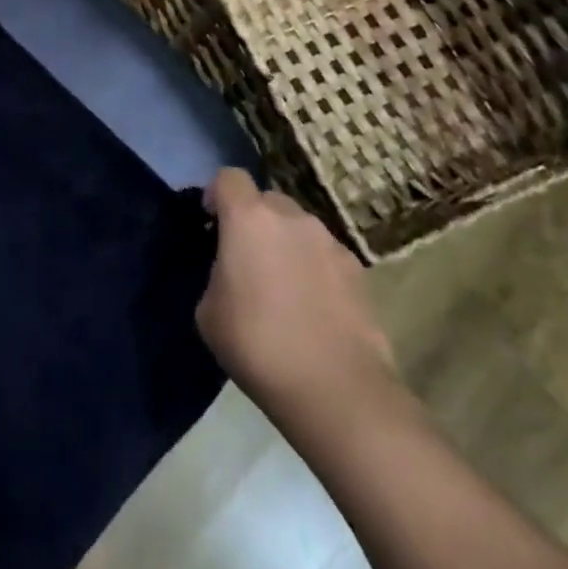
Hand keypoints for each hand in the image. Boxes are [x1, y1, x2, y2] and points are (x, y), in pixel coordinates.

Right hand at [197, 168, 399, 448]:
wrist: (337, 391)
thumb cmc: (258, 345)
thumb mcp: (209, 310)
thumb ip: (217, 274)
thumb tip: (232, 272)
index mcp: (248, 218)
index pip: (229, 177)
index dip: (216, 194)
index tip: (211, 223)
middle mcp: (292, 218)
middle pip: (267, 200)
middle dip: (254, 219)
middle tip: (247, 258)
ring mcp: (330, 242)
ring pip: (299, 227)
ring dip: (286, 243)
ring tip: (283, 286)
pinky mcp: (358, 271)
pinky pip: (325, 255)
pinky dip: (314, 268)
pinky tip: (314, 307)